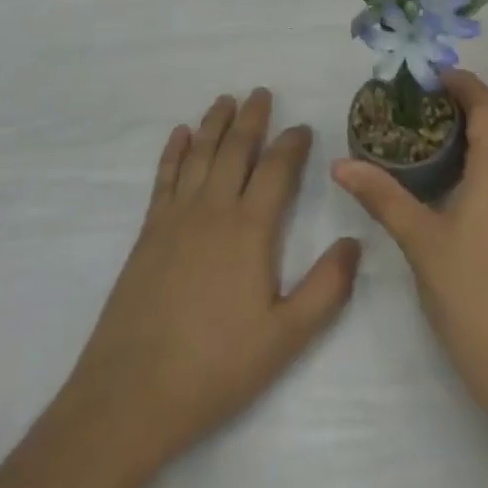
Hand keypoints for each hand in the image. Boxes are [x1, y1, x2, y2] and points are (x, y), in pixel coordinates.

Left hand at [60, 88, 360, 476]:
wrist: (131, 394)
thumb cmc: (216, 367)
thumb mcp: (286, 338)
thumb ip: (327, 288)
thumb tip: (355, 241)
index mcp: (250, 229)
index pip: (277, 169)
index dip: (292, 144)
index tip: (302, 127)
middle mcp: (213, 209)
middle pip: (235, 149)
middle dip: (252, 118)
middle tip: (261, 92)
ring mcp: (176, 217)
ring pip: (199, 154)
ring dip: (214, 123)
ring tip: (225, 99)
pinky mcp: (148, 231)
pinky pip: (164, 176)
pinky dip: (174, 150)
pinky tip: (180, 134)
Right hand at [332, 69, 487, 402]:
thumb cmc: (471, 290)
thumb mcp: (419, 239)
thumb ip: (381, 196)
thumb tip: (341, 165)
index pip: (487, 105)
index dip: (462, 83)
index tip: (430, 76)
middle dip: (464, 106)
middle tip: (421, 105)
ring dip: (474, 136)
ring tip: (430, 138)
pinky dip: (482, 163)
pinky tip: (452, 183)